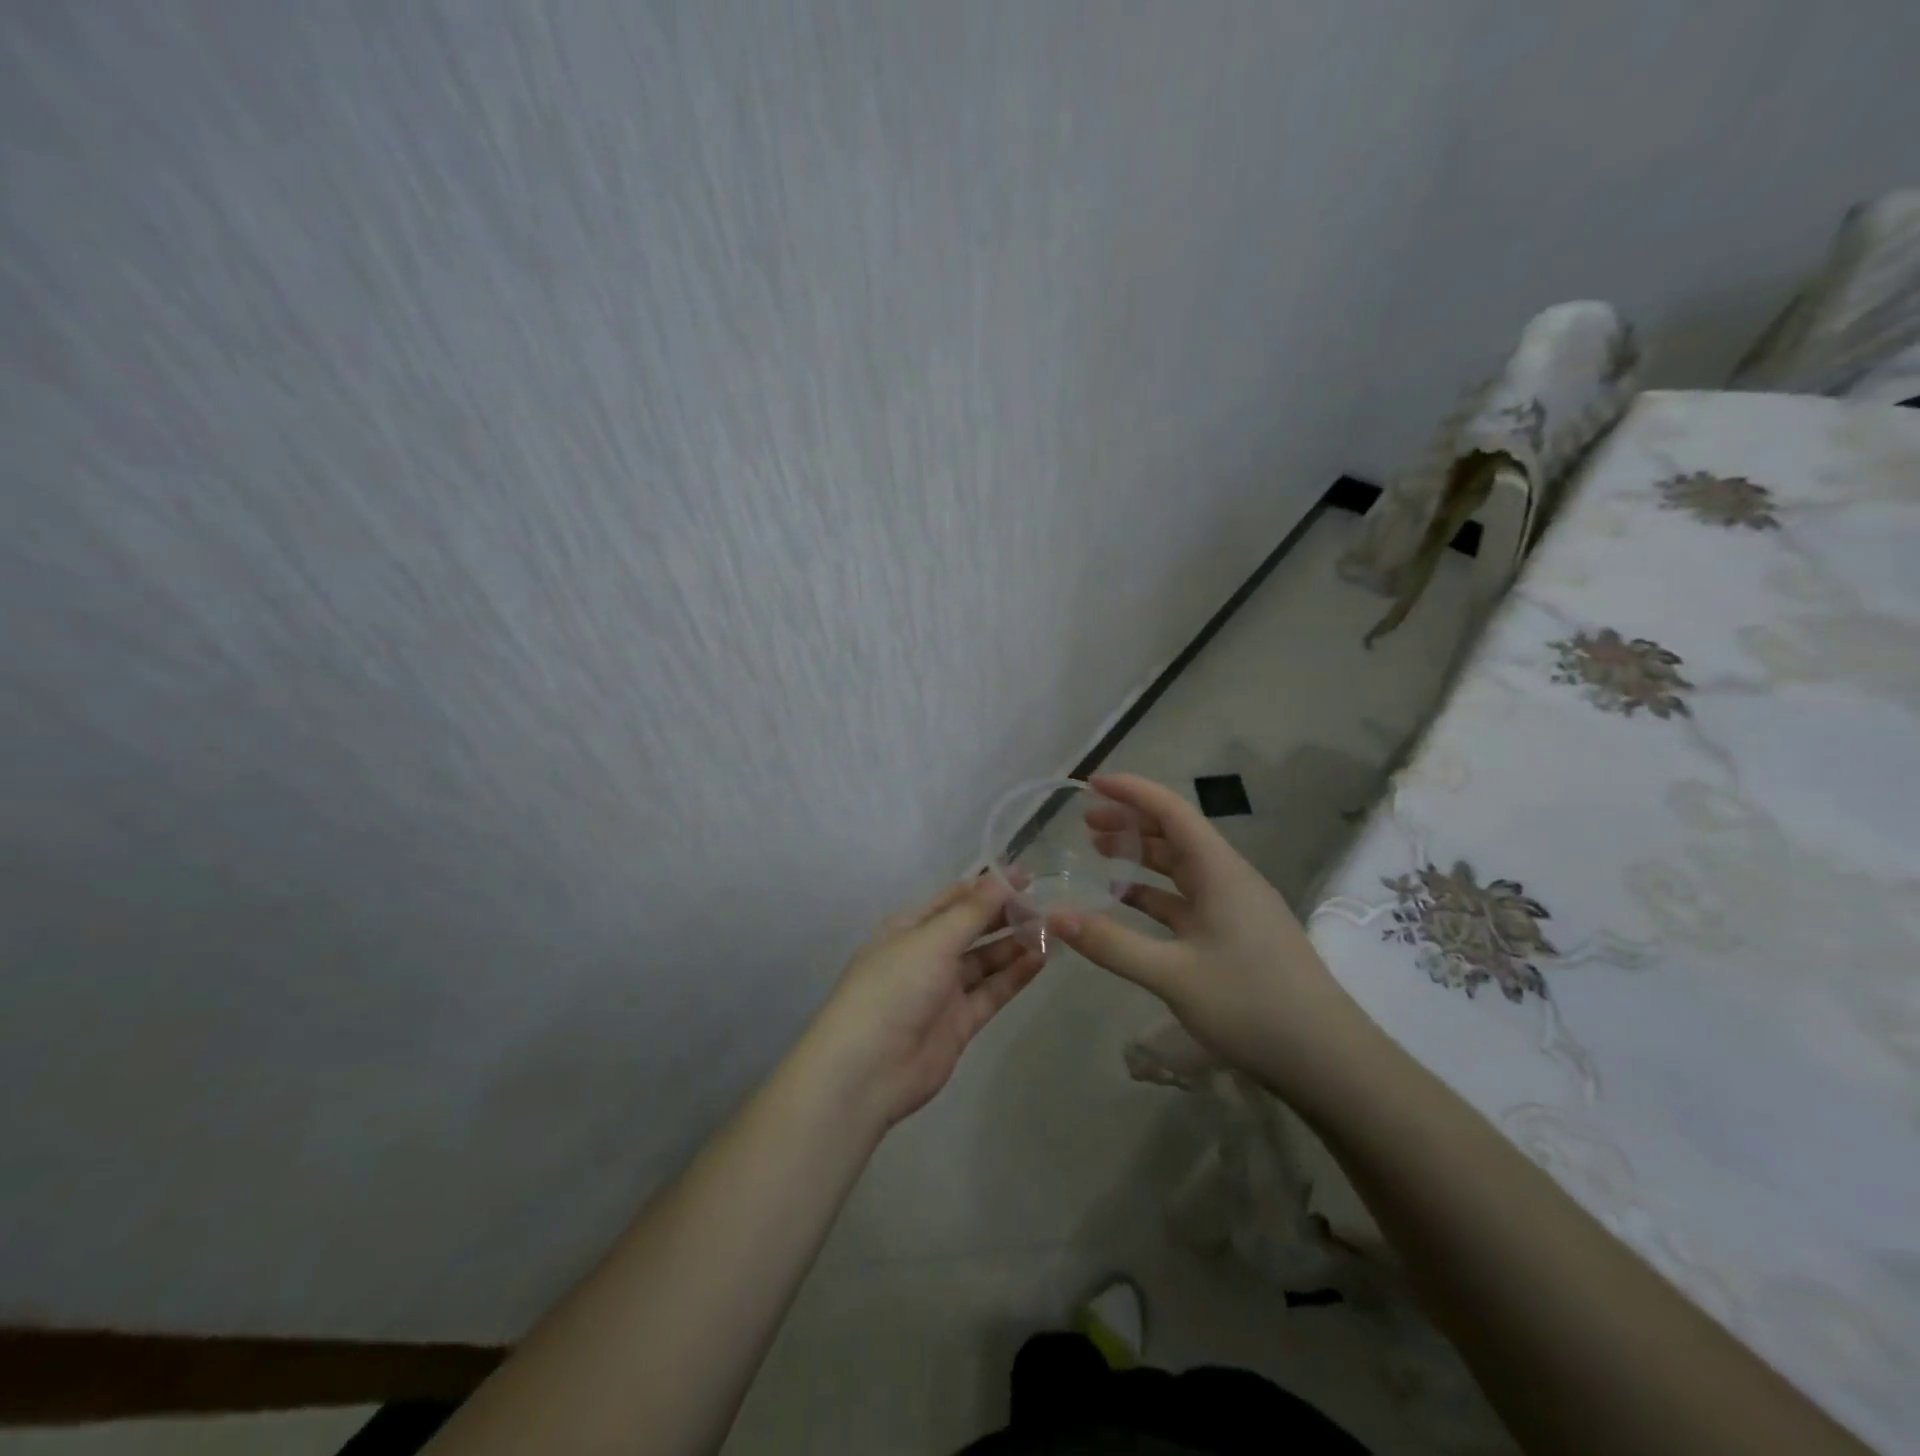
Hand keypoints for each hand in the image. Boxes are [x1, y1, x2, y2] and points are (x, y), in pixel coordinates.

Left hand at [806, 875, 1044, 1130]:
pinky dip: (1015, 976)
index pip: (955, 898)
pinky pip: (992, 992)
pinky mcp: (960, 1023)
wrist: (867, 1069)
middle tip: (1047, 904)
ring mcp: (944, 990)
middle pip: (973, 928)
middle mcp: (927, 954)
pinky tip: (1042, 959)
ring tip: (1053, 930)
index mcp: (911, 927)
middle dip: (1006, 915)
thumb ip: (973, 911)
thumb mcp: (932, 939)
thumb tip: (1004, 876)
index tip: (1028, 876)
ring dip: (1015, 944)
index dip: (989, 885)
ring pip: (986, 960)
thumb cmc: (894, 987)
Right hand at [1051, 774, 1373, 1107]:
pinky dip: (1154, 893)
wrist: (1328, 1060)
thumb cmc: (1251, 1004)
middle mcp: (1228, 878)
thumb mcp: (1173, 975)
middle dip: (1130, 822)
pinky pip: (1187, 899)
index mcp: (1220, 871)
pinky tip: (1127, 903)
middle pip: (1175, 834)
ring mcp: (1235, 907)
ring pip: (1180, 867)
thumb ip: (1111, 944)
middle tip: (1085, 824)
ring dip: (1141, 857)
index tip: (1091, 784)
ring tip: (1098, 854)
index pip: (1172, 811)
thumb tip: (1054, 916)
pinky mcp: (1236, 935)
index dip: (1131, 791)